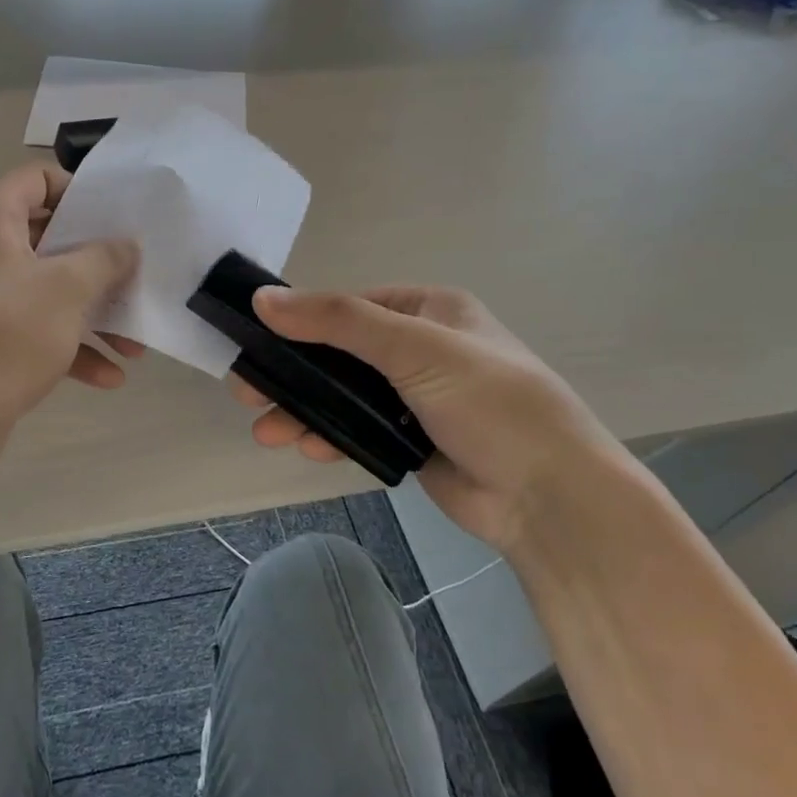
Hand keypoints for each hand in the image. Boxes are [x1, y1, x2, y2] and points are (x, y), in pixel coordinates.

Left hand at [0, 163, 140, 429]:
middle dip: (100, 266)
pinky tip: (109, 377)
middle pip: (51, 239)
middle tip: (138, 280)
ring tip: (135, 346)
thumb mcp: (66, 288)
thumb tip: (126, 244)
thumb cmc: (4, 335)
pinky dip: (71, 349)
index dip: (82, 193)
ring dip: (94, 316)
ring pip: (49, 291)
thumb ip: (104, 258)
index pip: (39, 179)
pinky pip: (37, 330)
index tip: (121, 219)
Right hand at [232, 285, 631, 551]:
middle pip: (341, 354)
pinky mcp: (413, 442)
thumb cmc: (491, 403)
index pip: (351, 305)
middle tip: (246, 390)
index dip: (302, 320)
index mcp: (431, 310)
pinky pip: (358, 431)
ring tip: (266, 431)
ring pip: (345, 397)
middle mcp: (422, 349)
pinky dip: (331, 436)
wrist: (550, 498)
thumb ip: (337, 321)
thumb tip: (263, 298)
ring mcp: (417, 398)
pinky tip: (308, 448)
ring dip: (306, 411)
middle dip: (295, 374)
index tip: (257, 338)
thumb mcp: (414, 347)